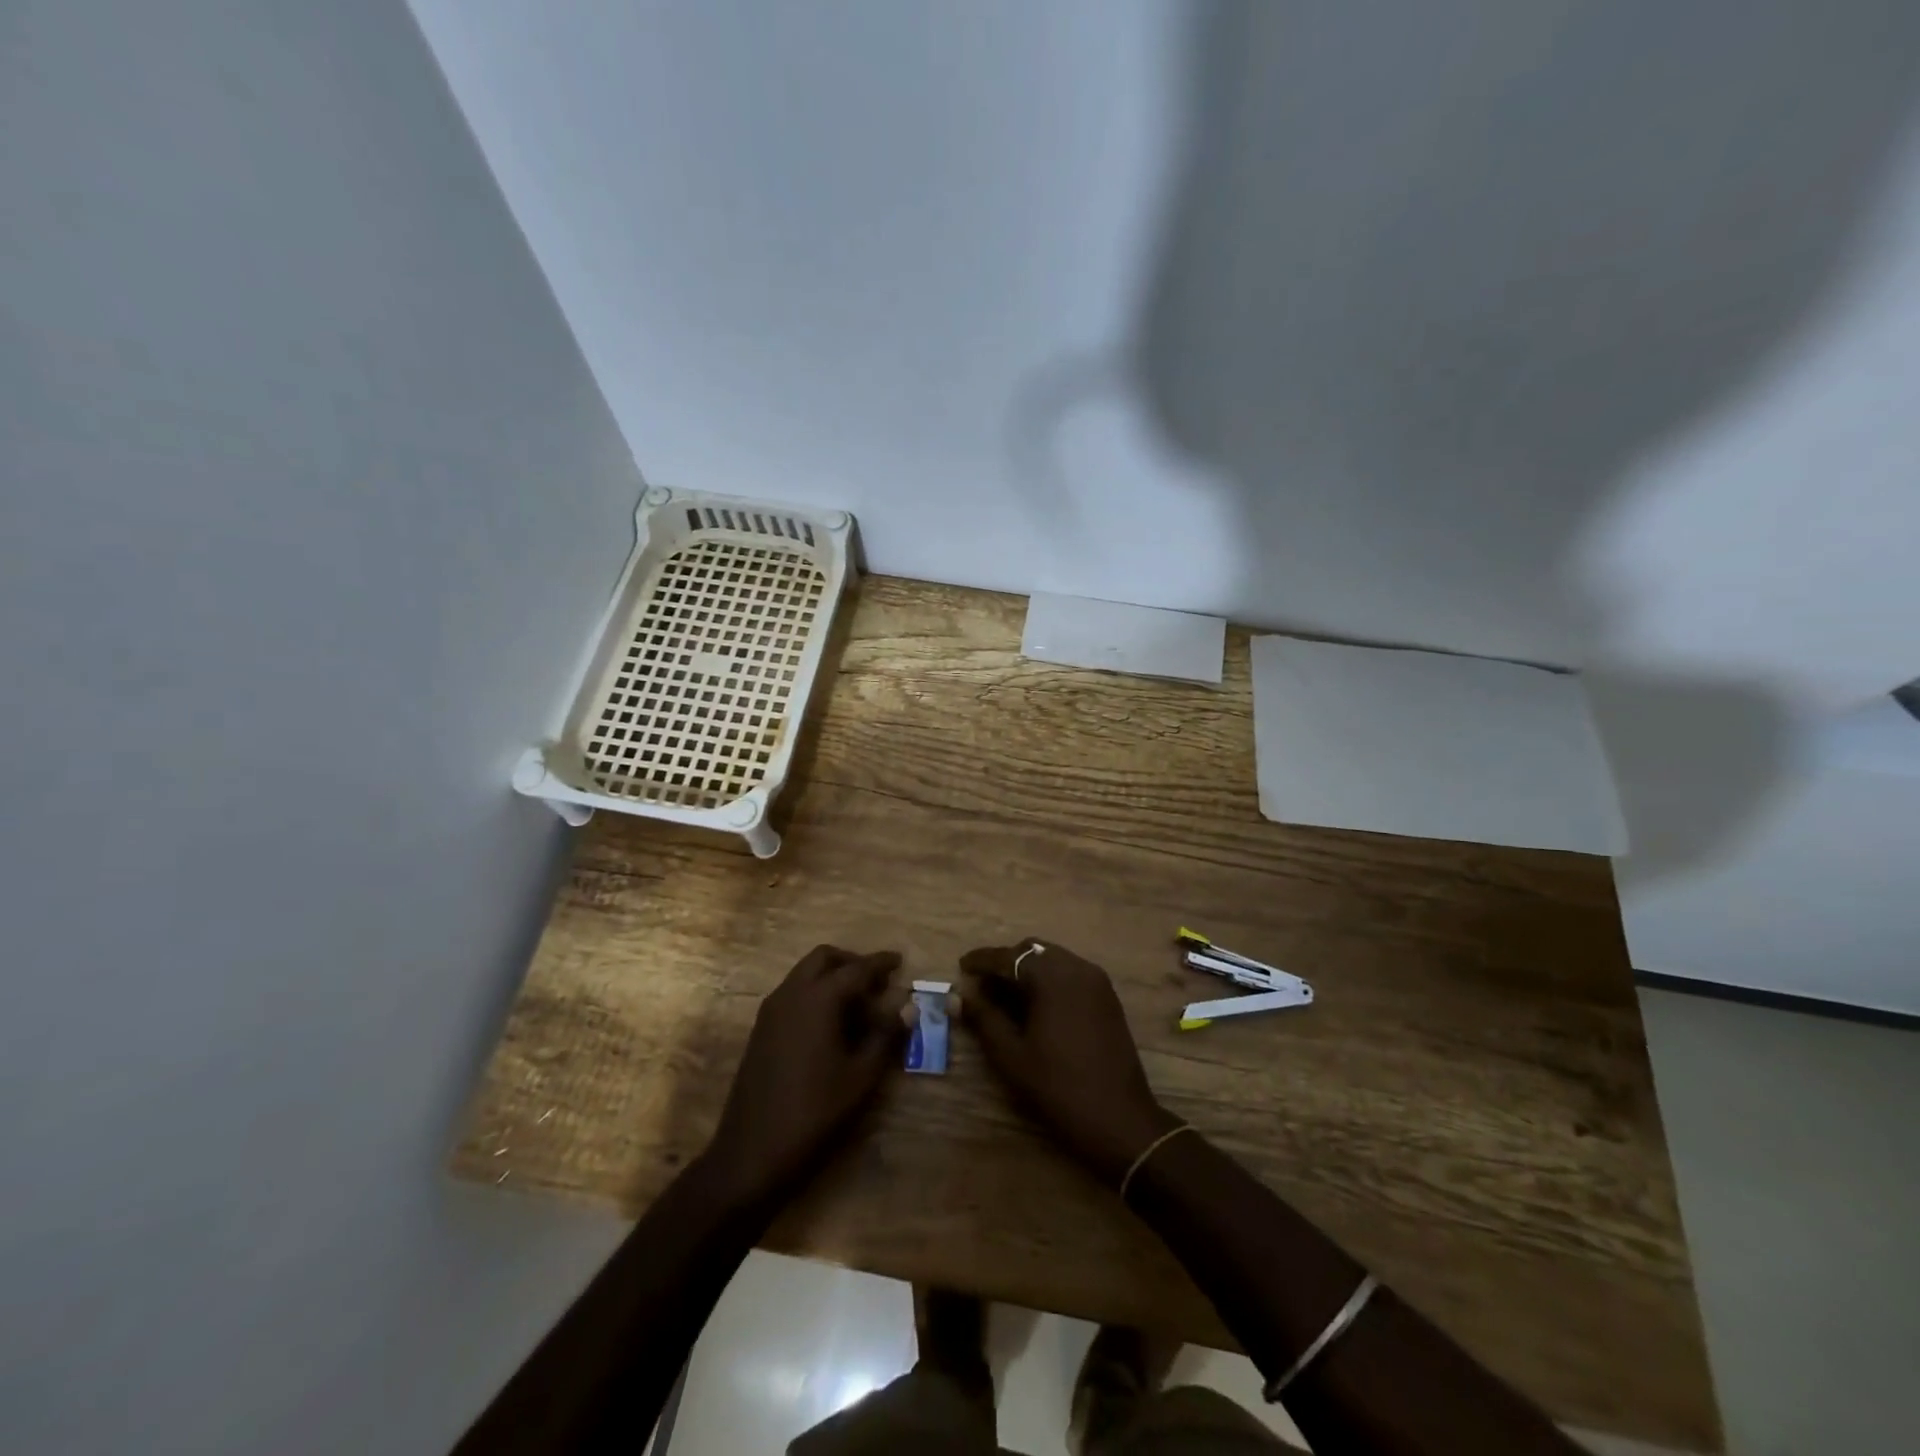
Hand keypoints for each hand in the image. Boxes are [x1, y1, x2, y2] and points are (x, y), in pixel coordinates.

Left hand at [702, 945, 908, 1207]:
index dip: (880, 963)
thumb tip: (907, 1008)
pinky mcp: (761, 1028)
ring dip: (832, 977)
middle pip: (824, 958)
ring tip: (858, 1005)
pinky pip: (793, 993)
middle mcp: (791, 993)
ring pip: (805, 973)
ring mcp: (771, 1010)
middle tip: (876, 982)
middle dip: (851, 962)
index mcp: (818, 999)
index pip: (856, 968)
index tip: (899, 960)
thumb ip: (885, 1036)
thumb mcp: (861, 1076)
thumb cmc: (814, 1111)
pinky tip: (831, 1024)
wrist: (752, 1150)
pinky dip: (815, 993)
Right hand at [959, 939, 1181, 1184]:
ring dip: (1028, 970)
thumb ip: (983, 1018)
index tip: (961, 966)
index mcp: (1052, 976)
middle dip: (1006, 963)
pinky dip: (1049, 979)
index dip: (982, 960)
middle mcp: (1076, 967)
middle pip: (1033, 951)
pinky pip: (1071, 973)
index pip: (1008, 957)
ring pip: (1053, 960)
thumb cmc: (1058, 1086)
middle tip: (983, 986)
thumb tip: (958, 996)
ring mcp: (1096, 981)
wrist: (1119, 1119)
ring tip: (1006, 996)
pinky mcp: (1108, 997)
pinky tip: (1036, 1005)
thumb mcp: (1011, 1054)